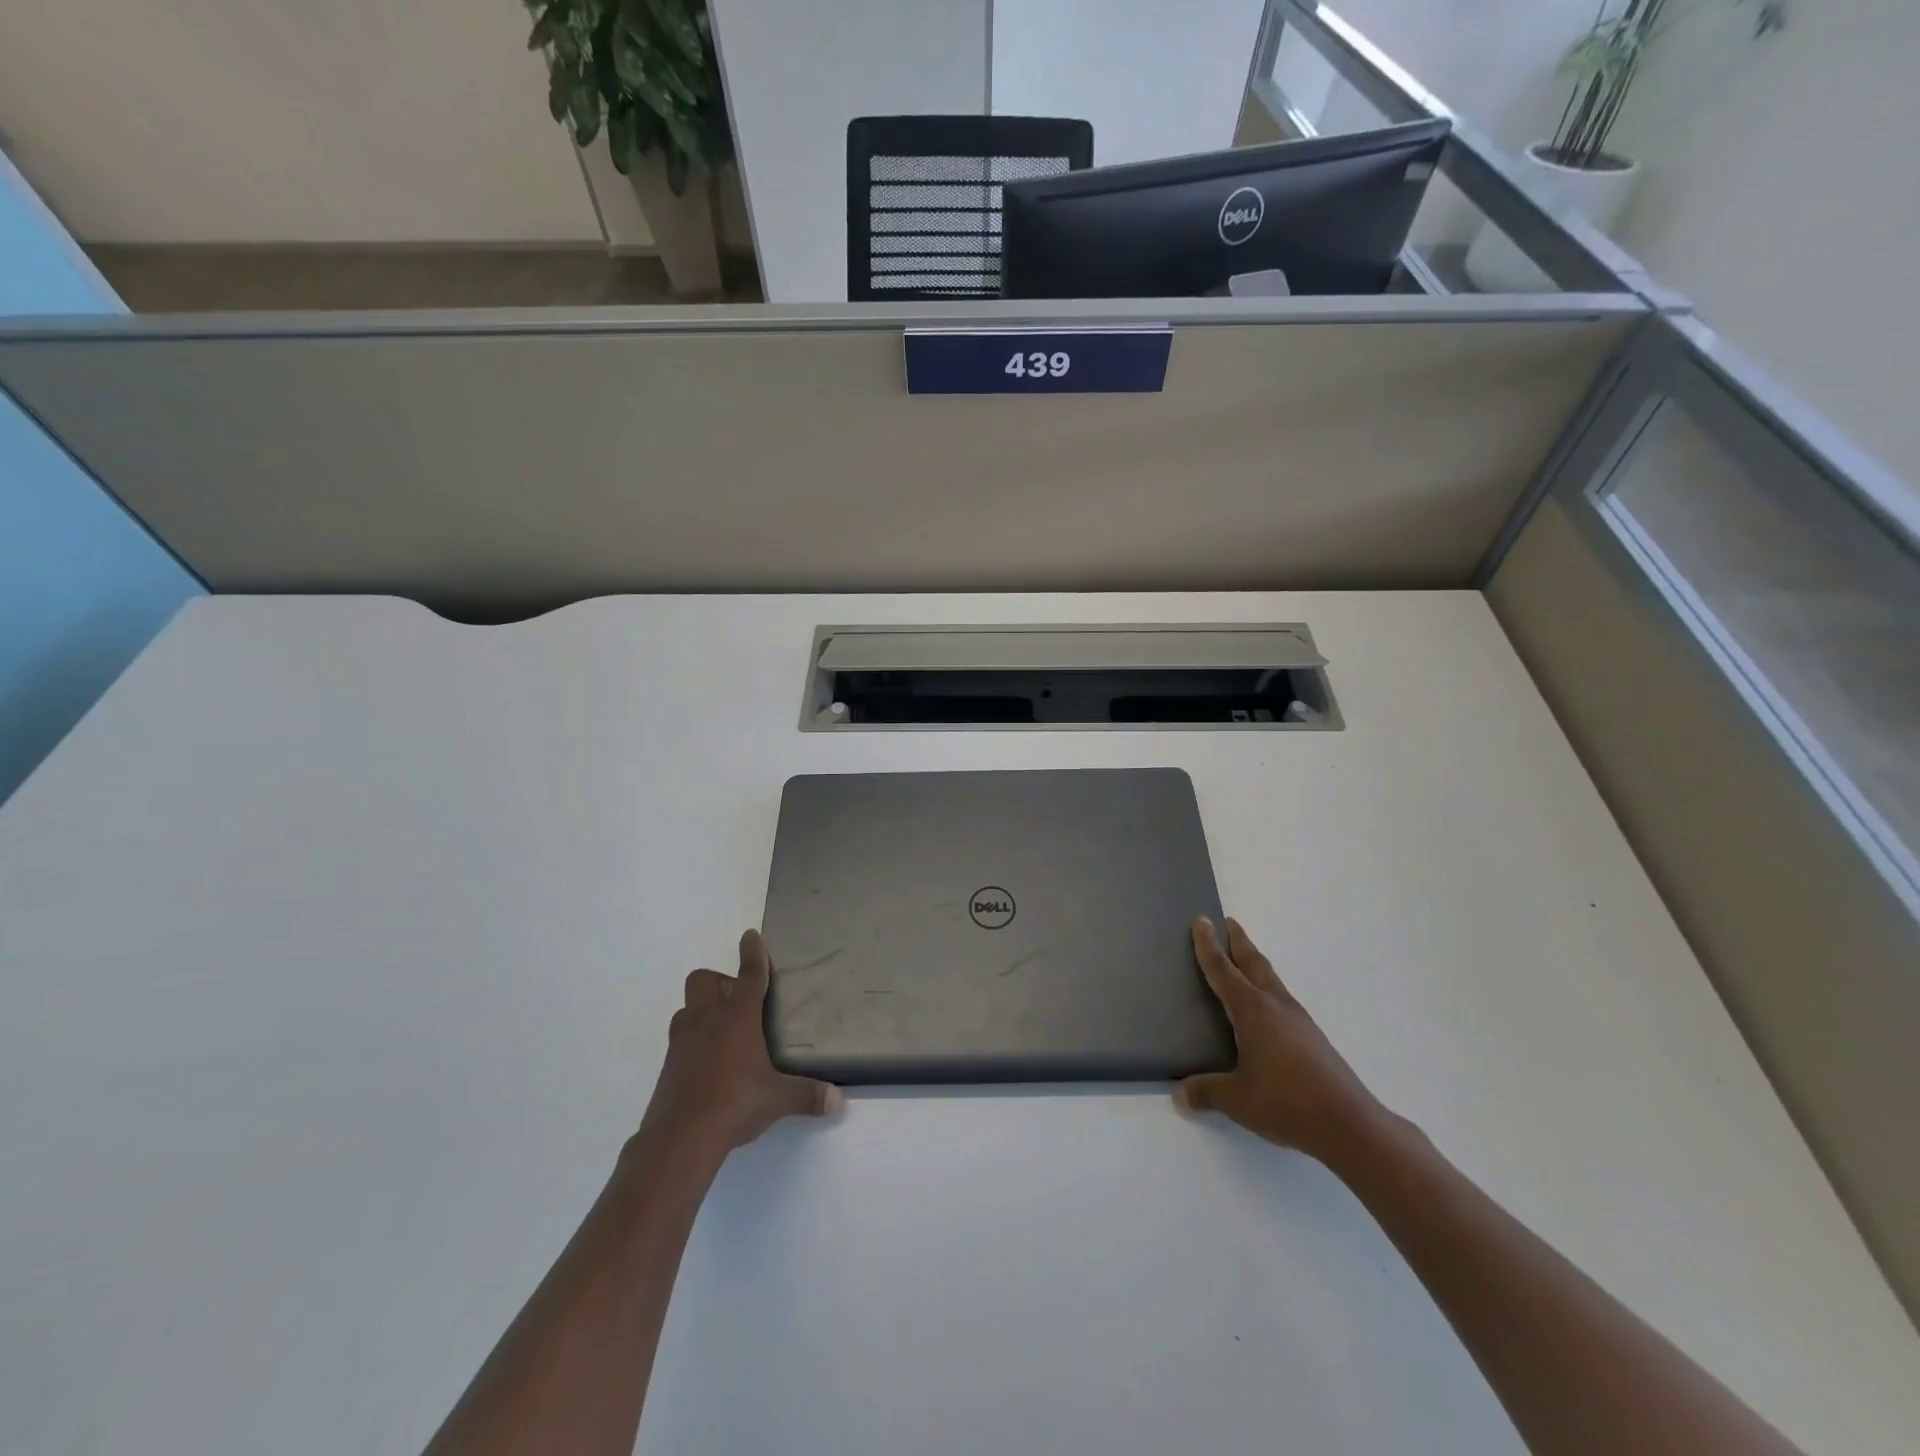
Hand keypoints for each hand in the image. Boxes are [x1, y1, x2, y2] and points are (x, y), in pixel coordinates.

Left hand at [638, 929, 843, 1165]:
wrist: (679, 1139)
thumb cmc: (734, 1104)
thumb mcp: (777, 1100)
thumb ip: (808, 1095)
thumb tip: (838, 1101)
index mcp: (737, 1017)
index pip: (748, 974)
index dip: (752, 952)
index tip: (751, 935)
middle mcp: (707, 1019)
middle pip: (704, 979)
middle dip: (719, 980)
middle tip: (739, 1002)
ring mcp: (682, 1040)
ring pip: (687, 1006)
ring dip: (702, 1009)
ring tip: (722, 1031)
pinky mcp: (668, 1064)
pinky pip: (680, 1036)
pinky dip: (693, 1039)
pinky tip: (708, 1062)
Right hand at [1174, 916, 1386, 1164]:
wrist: (1349, 1124)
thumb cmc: (1287, 1102)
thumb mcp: (1237, 1100)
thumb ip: (1206, 1091)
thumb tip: (1180, 1092)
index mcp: (1252, 1010)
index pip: (1223, 970)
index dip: (1208, 945)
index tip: (1202, 920)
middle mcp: (1275, 1005)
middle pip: (1253, 962)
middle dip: (1238, 941)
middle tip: (1227, 923)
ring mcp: (1298, 1020)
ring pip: (1270, 979)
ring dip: (1254, 963)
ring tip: (1242, 960)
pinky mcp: (1312, 1037)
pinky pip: (1281, 999)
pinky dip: (1266, 988)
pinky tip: (1264, 1009)